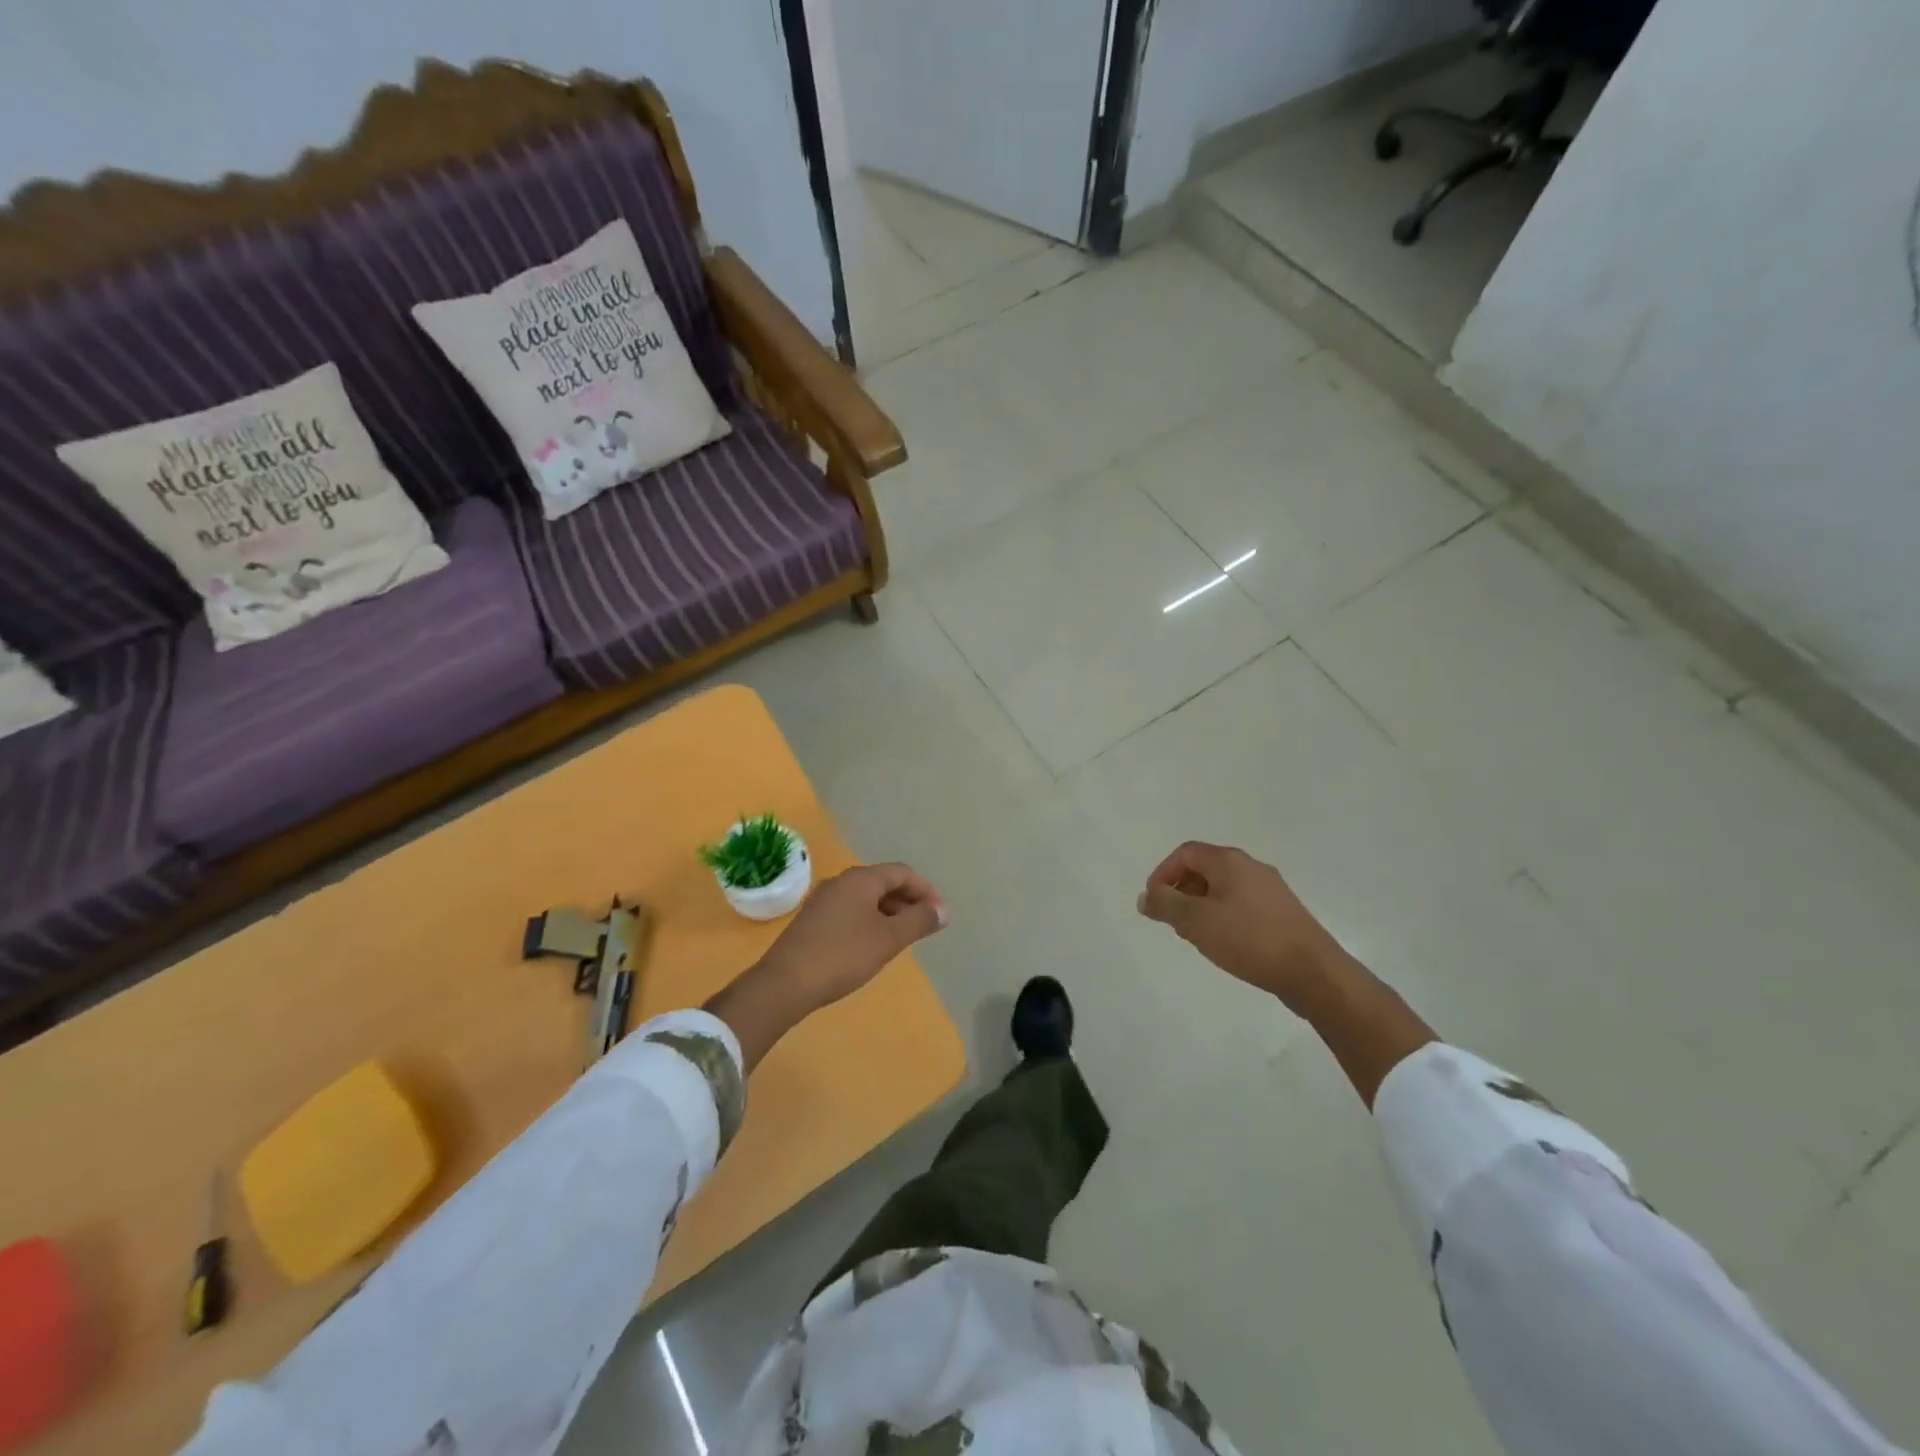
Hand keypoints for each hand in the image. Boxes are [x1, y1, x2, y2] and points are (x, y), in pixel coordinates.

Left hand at [755, 862, 947, 1014]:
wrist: (785, 983)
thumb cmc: (843, 956)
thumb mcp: (888, 939)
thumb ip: (919, 921)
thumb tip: (942, 911)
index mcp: (861, 879)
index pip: (902, 873)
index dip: (926, 891)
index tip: (940, 916)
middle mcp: (841, 881)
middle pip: (884, 882)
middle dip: (908, 901)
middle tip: (925, 927)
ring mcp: (824, 899)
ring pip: (866, 897)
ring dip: (890, 912)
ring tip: (903, 938)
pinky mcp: (813, 919)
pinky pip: (851, 910)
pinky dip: (870, 920)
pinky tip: (873, 944)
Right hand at [1137, 842, 1353, 1008]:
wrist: (1313, 971)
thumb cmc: (1248, 939)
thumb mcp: (1196, 922)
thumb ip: (1165, 905)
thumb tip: (1146, 896)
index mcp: (1229, 861)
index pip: (1185, 853)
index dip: (1163, 874)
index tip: (1155, 903)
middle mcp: (1251, 867)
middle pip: (1204, 869)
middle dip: (1182, 892)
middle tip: (1174, 922)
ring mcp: (1271, 889)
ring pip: (1223, 889)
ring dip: (1202, 907)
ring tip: (1197, 937)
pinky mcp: (1283, 912)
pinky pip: (1242, 904)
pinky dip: (1224, 917)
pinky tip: (1226, 944)